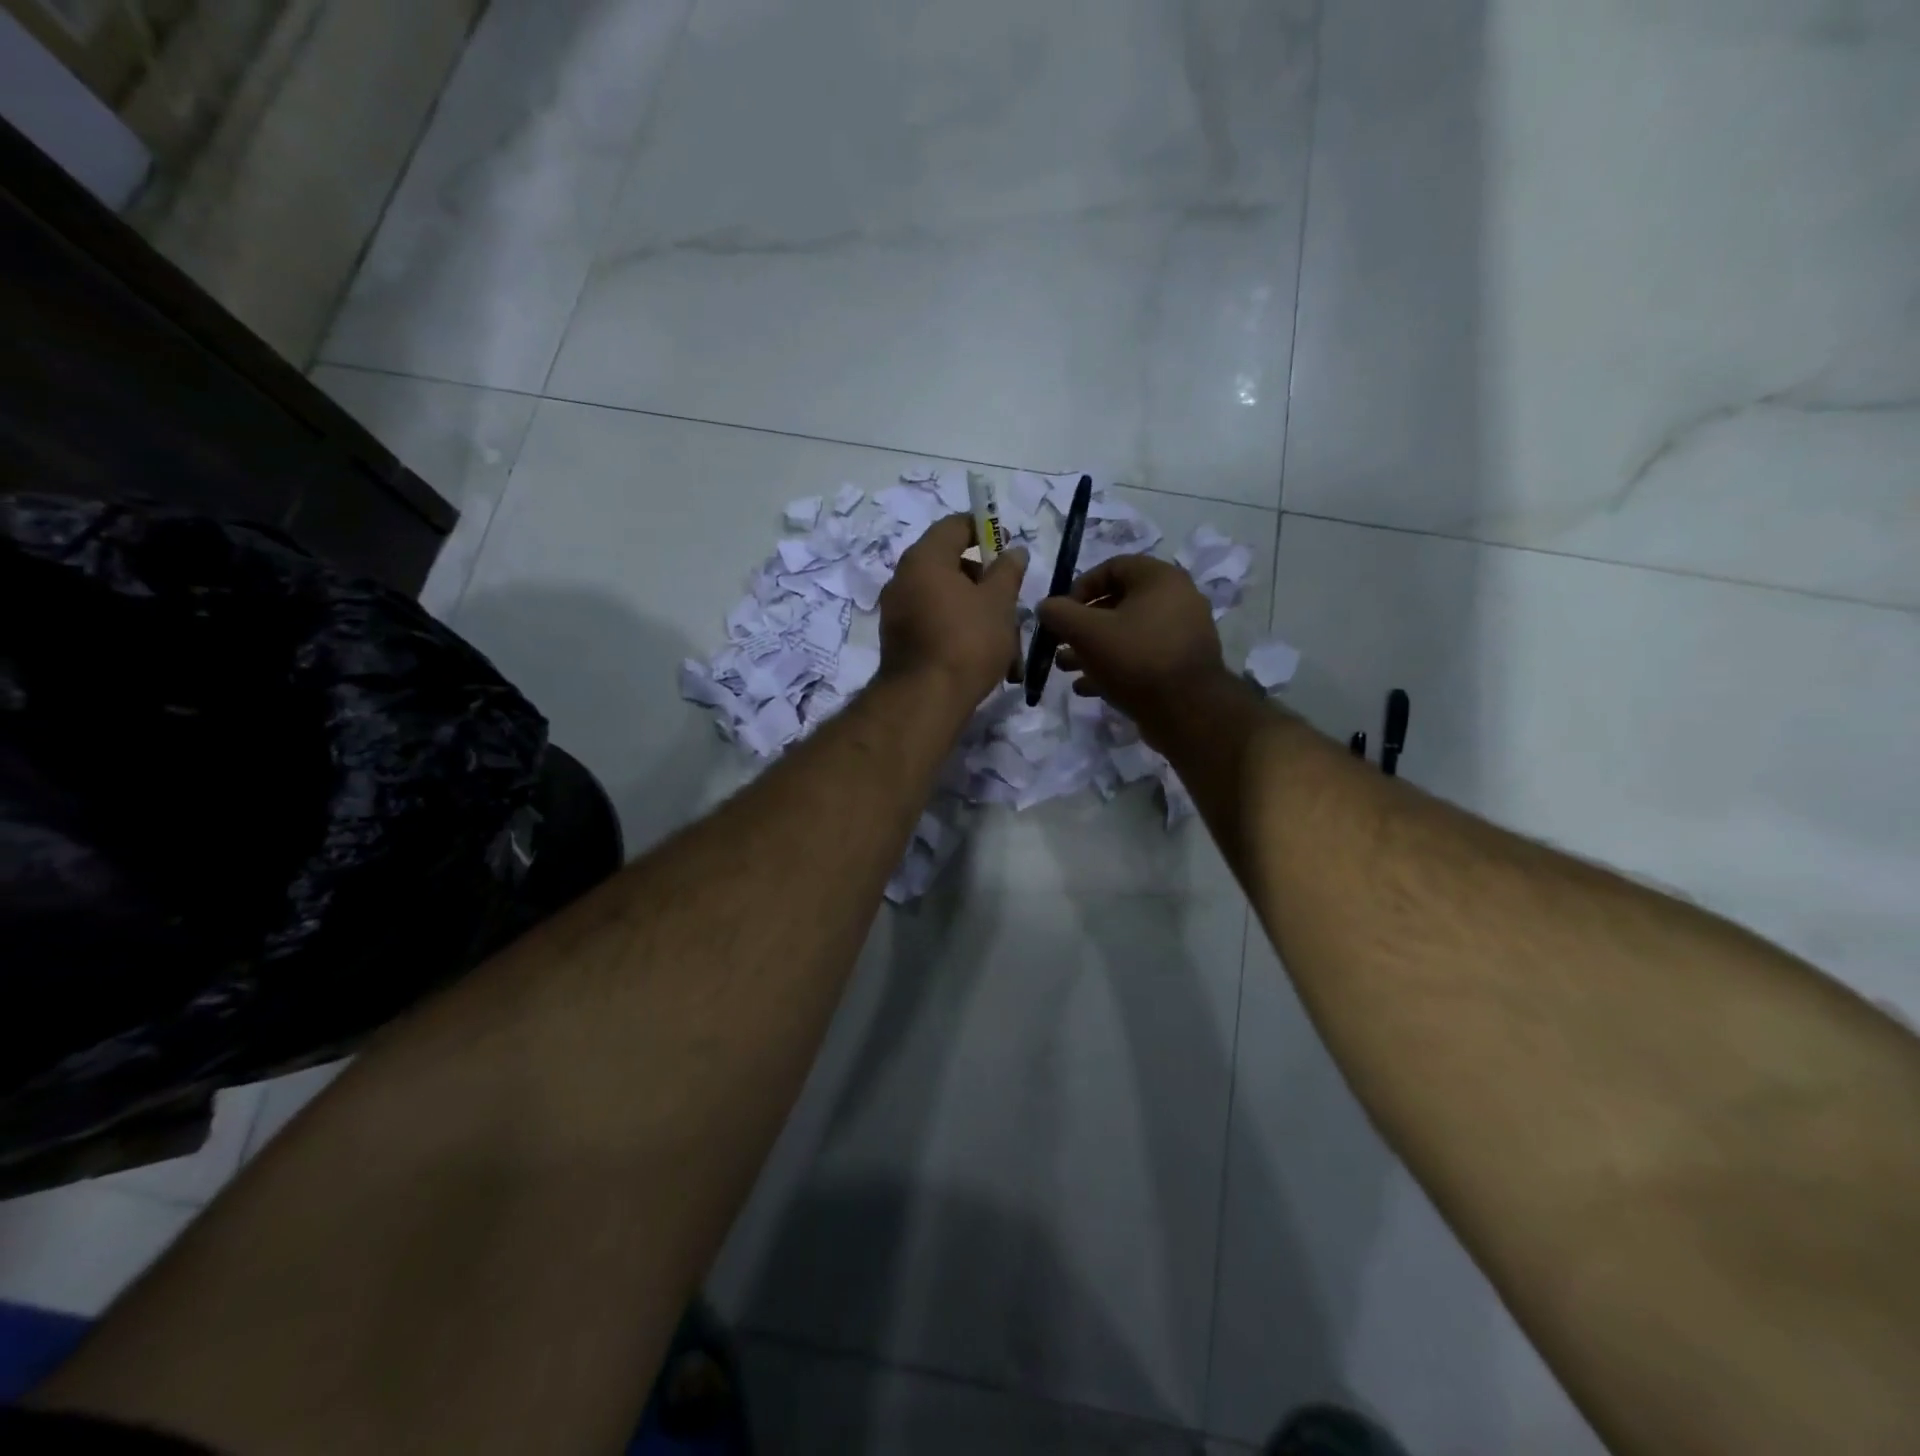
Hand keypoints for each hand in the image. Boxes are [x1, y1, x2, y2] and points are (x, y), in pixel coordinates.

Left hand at [878, 515, 1027, 707]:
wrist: (925, 700)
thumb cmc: (967, 641)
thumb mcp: (999, 602)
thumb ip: (1007, 571)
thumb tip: (1013, 552)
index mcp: (924, 559)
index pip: (955, 526)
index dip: (984, 529)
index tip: (1008, 545)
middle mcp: (903, 579)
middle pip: (950, 565)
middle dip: (985, 582)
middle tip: (1011, 601)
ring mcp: (897, 611)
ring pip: (946, 600)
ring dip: (977, 613)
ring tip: (1007, 643)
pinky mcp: (899, 641)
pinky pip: (934, 623)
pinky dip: (959, 632)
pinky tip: (985, 658)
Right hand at [1037, 554, 1231, 735]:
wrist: (1188, 711)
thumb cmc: (1136, 659)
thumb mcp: (1087, 633)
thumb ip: (1060, 613)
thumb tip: (1045, 606)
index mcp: (1160, 579)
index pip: (1113, 567)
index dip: (1080, 586)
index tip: (1061, 612)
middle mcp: (1177, 599)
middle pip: (1118, 602)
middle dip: (1082, 623)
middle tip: (1060, 642)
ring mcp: (1181, 633)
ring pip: (1127, 633)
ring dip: (1093, 648)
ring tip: (1066, 667)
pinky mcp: (1180, 664)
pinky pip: (1141, 656)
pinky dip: (1114, 666)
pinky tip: (1087, 687)